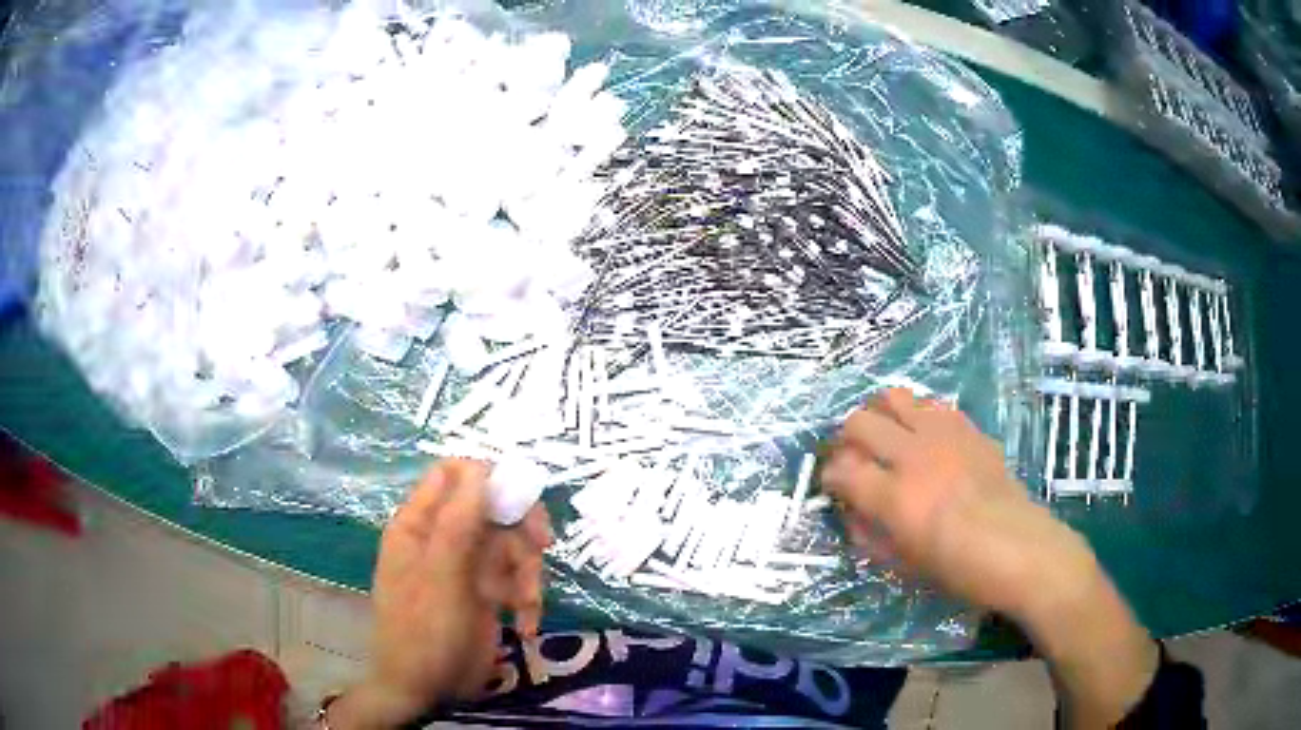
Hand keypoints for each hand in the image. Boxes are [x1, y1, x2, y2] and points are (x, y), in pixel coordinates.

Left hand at [327, 459, 550, 728]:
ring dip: (527, 572)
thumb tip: (480, 467)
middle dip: (520, 528)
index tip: (518, 501)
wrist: (428, 691)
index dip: (488, 478)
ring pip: (511, 546)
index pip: (453, 475)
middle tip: (542, 545)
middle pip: (492, 508)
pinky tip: (526, 626)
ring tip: (527, 603)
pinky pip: (516, 580)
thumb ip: (458, 523)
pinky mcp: (487, 595)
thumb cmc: (424, 632)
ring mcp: (466, 568)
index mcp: (420, 525)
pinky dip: (527, 599)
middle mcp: (443, 539)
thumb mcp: (441, 577)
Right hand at [823, 388, 1158, 727]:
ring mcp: (944, 435)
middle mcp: (914, 457)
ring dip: (878, 415)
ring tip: (883, 438)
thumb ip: (869, 535)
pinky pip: (931, 404)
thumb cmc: (962, 572)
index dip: (828, 476)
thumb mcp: (904, 567)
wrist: (1022, 552)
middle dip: (845, 439)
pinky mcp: (969, 428)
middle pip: (859, 422)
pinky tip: (923, 439)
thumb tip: (851, 510)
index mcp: (895, 499)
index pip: (840, 469)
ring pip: (893, 397)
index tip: (833, 486)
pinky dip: (916, 415)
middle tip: (853, 459)